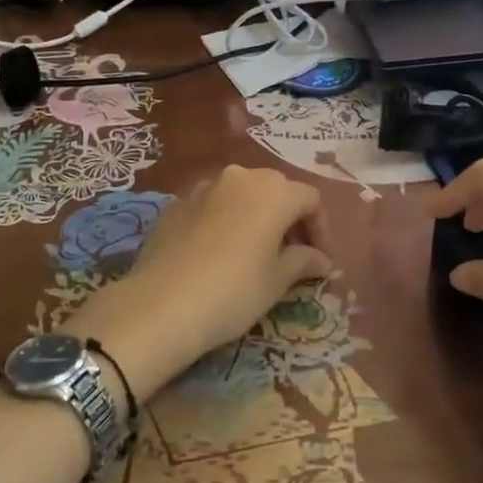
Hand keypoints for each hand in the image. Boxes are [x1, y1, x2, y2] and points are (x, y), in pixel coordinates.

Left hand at [65, 166, 331, 399]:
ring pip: (241, 195)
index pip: (310, 200)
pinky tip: (218, 254)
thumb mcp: (277, 281)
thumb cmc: (234, 291)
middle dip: (289, 219)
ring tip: (255, 253)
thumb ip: (303, 261)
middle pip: (276, 190)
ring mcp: (203, 187)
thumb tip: (321, 259)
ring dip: (255, 217)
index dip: (321, 229)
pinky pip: (211, 206)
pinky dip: (224, 222)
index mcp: (273, 191)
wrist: (161, 305)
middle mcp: (240, 178)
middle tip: (292, 256)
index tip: (321, 261)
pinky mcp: (175, 204)